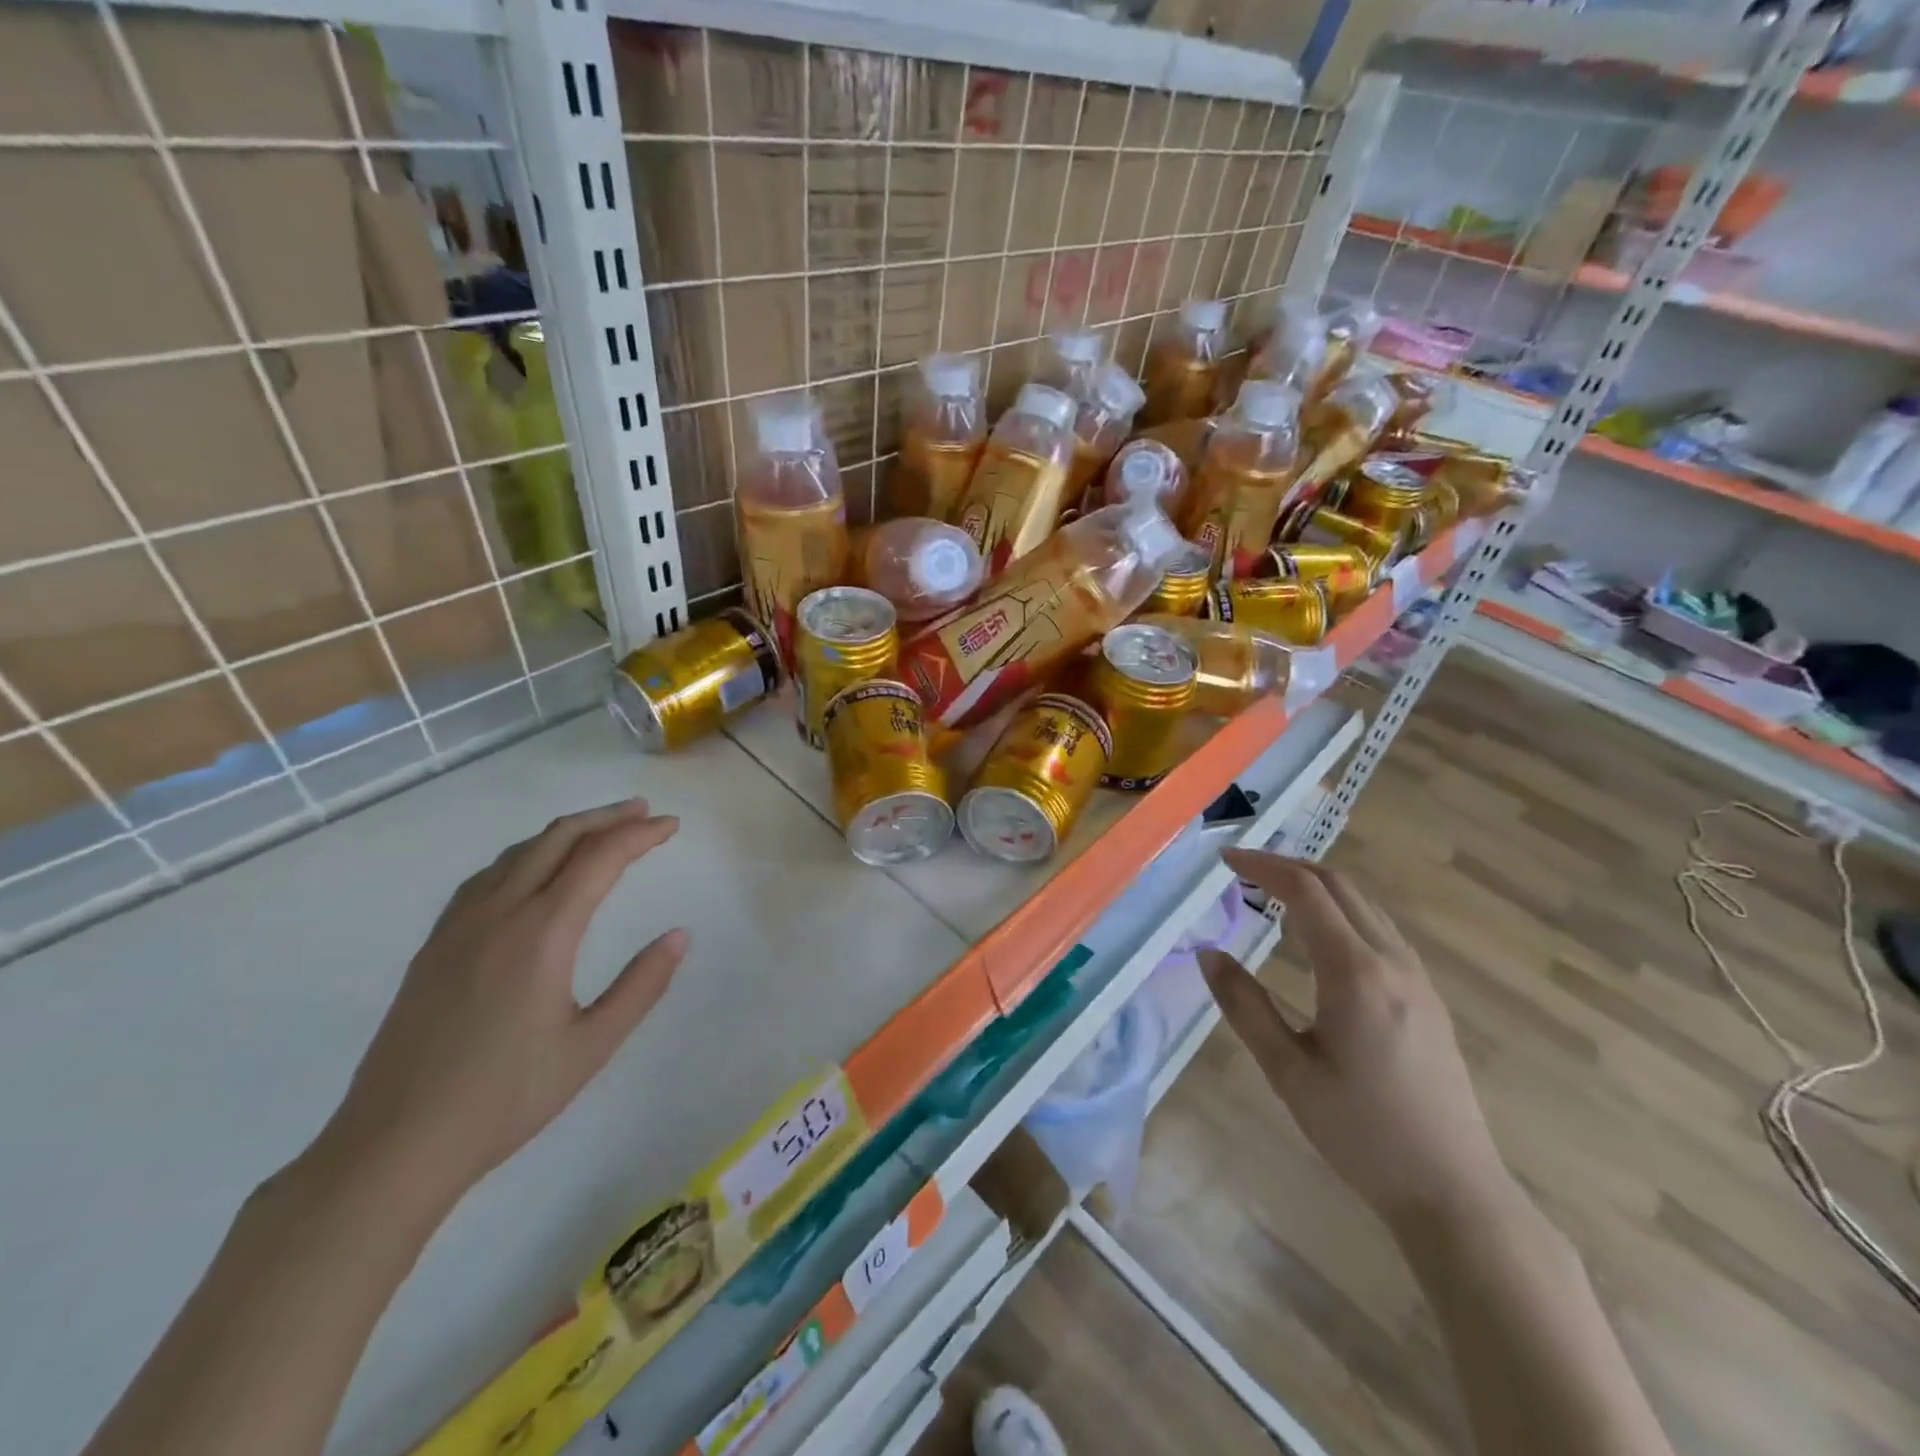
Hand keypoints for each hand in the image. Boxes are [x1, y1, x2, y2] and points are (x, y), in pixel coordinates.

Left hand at [316, 798, 688, 1209]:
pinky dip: (525, 855)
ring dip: (565, 832)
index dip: (640, 834)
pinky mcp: (435, 945)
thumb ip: (642, 985)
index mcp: (542, 932)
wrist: (394, 1144)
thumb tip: (679, 935)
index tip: (672, 826)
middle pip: (557, 839)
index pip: (599, 858)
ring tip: (599, 832)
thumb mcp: (591, 1045)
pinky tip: (532, 872)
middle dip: (606, 817)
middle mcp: (499, 913)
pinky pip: (487, 876)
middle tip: (645, 813)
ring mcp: (459, 926)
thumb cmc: (505, 1098)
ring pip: (518, 852)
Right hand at [1201, 851, 1508, 1231]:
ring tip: (1273, 892)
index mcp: (1355, 973)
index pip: (1306, 892)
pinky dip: (1341, 910)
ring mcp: (1417, 978)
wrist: (1454, 1191)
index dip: (1262, 867)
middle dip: (1289, 866)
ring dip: (1317, 885)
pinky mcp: (1428, 997)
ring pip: (1365, 904)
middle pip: (1340, 886)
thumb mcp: (1287, 1070)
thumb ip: (1245, 1005)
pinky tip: (1320, 935)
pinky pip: (1380, 929)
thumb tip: (1208, 954)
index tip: (1225, 860)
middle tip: (1244, 869)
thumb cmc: (1360, 1132)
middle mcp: (1392, 962)